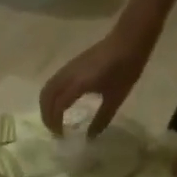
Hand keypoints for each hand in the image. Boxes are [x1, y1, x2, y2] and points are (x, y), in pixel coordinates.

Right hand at [39, 25, 156, 136]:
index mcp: (79, 84)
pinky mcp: (71, 65)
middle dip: (46, 116)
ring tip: (55, 119)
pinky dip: (51, 96)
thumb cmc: (126, 68)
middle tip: (55, 130)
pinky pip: (53, 82)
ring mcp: (68, 68)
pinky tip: (62, 104)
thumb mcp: (116, 97)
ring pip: (47, 89)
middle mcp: (68, 76)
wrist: (130, 39)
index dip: (55, 123)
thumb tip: (90, 137)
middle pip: (46, 97)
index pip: (57, 107)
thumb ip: (102, 118)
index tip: (61, 136)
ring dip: (46, 106)